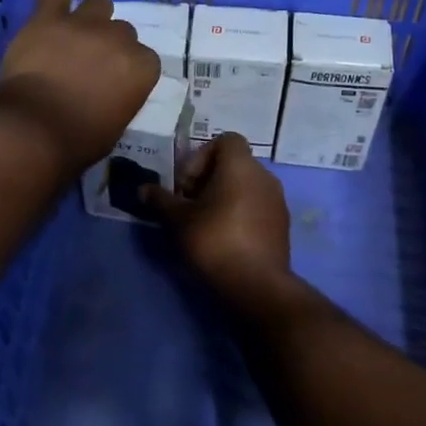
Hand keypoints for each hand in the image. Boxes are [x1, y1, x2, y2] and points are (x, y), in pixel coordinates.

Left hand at [0, 0, 160, 171]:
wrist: (35, 129)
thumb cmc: (78, 140)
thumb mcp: (115, 124)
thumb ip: (121, 97)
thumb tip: (110, 92)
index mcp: (143, 68)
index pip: (144, 60)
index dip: (126, 72)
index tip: (113, 86)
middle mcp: (120, 39)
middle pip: (121, 32)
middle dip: (109, 47)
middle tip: (88, 68)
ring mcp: (84, 24)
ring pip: (99, 7)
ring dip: (91, 20)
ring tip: (74, 37)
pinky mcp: (49, 17)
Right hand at [144, 134, 291, 301]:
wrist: (258, 286)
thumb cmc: (215, 242)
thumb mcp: (179, 220)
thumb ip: (161, 200)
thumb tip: (143, 189)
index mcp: (241, 166)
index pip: (224, 140)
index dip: (200, 157)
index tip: (186, 185)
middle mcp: (264, 176)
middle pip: (233, 164)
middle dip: (208, 180)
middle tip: (189, 206)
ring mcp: (277, 201)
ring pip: (245, 187)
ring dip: (223, 198)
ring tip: (204, 224)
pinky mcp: (282, 225)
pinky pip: (256, 206)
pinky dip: (239, 214)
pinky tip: (224, 239)